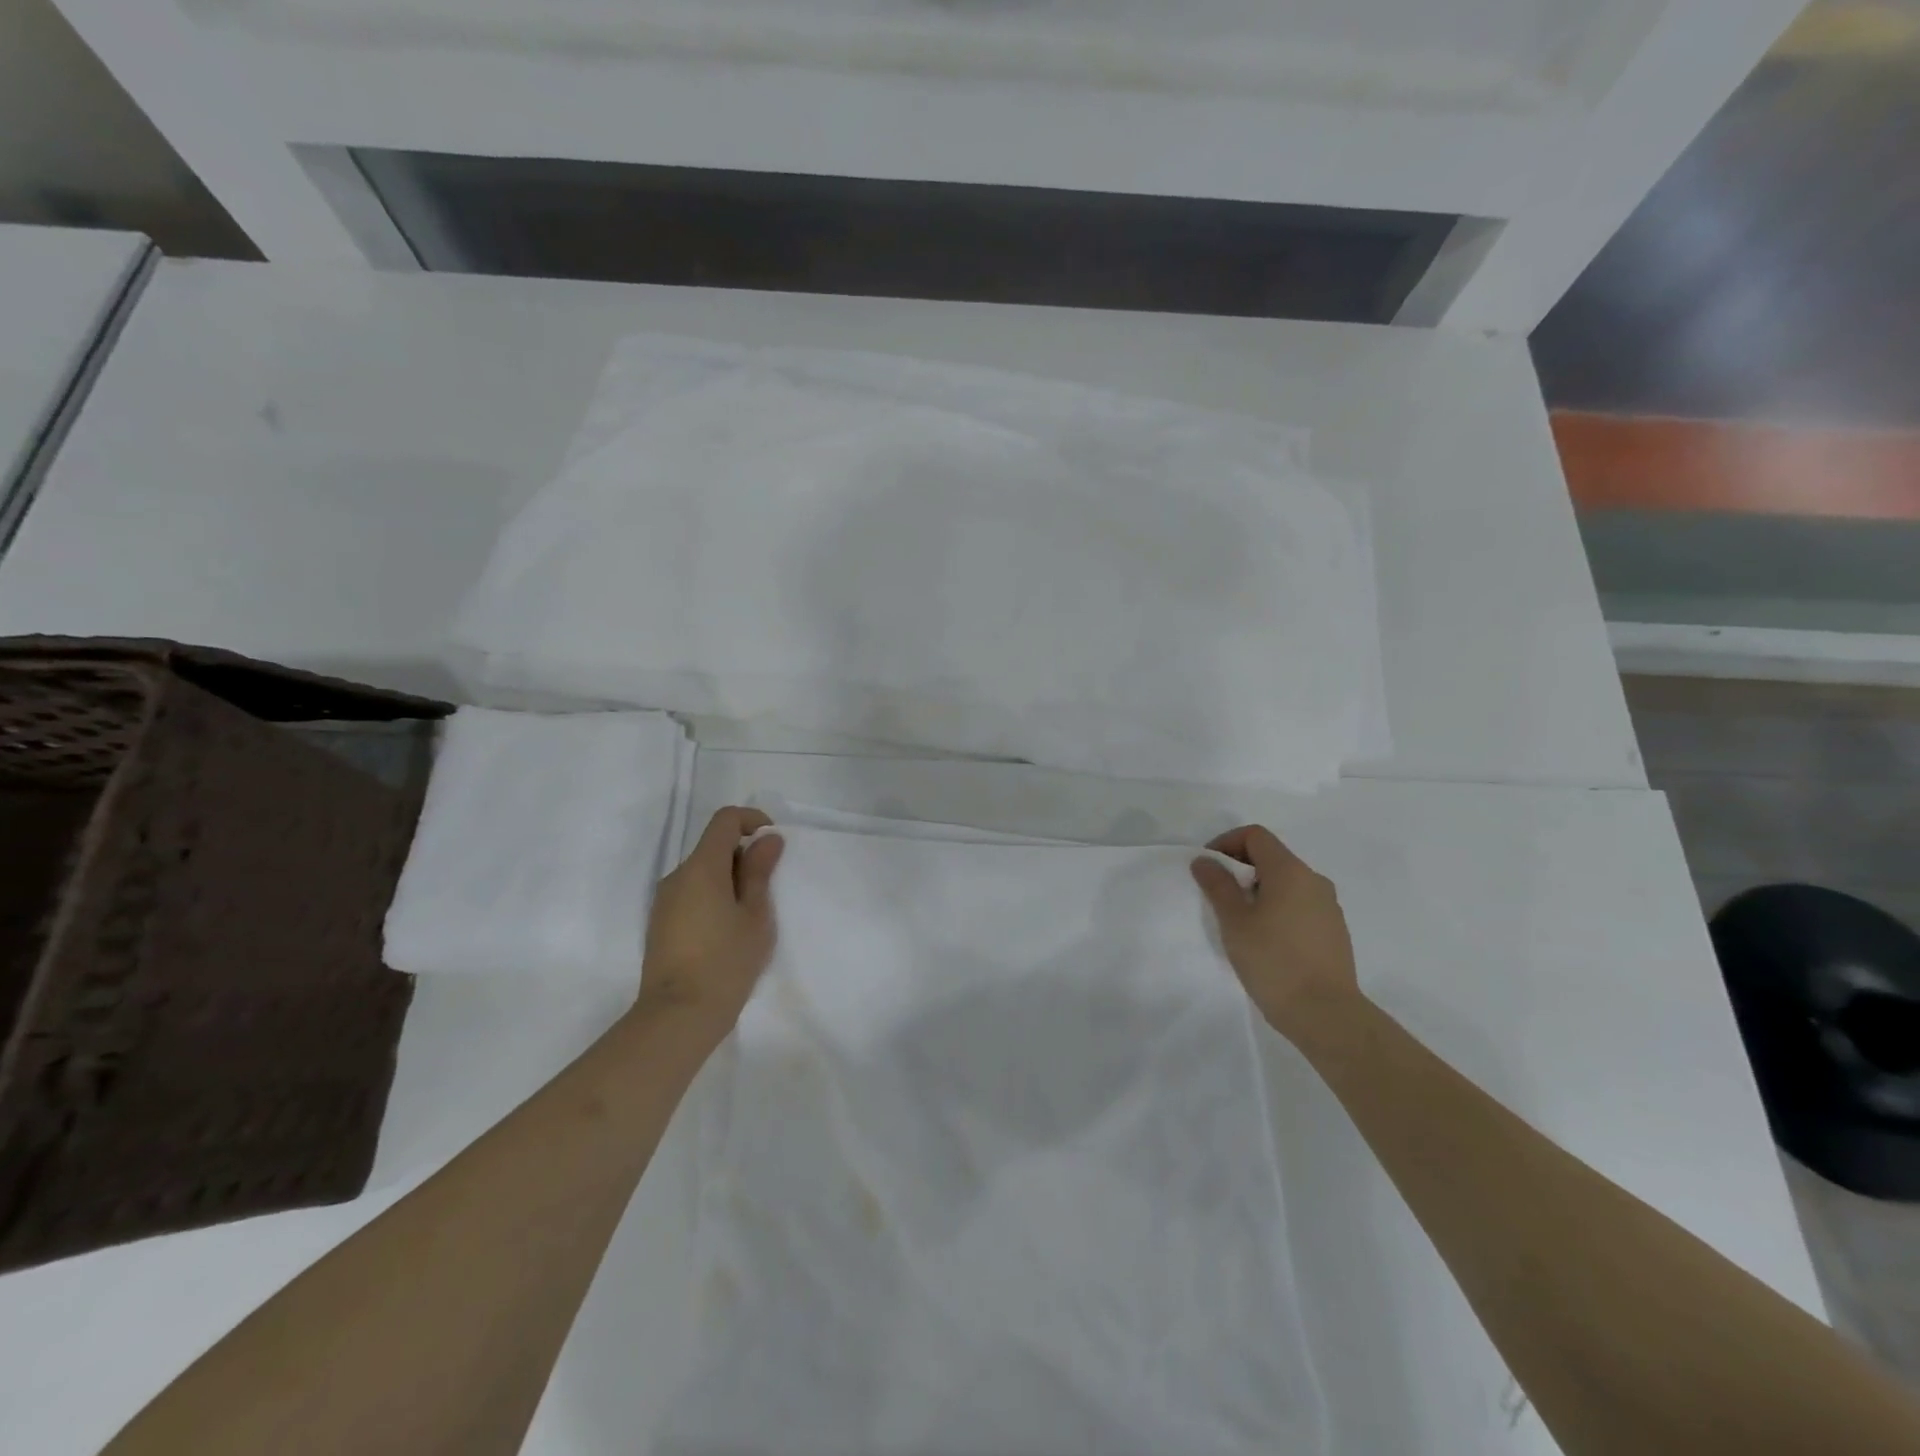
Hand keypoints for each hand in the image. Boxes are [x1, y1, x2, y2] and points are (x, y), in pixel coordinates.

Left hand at [637, 806, 784, 1037]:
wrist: (677, 1017)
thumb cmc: (726, 962)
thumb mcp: (755, 915)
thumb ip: (760, 872)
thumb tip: (767, 839)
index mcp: (702, 868)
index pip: (725, 820)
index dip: (752, 820)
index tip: (773, 843)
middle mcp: (677, 876)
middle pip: (713, 846)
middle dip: (743, 856)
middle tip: (768, 889)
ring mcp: (664, 901)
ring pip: (702, 872)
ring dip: (729, 879)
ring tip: (750, 916)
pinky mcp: (660, 923)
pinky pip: (691, 894)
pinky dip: (713, 897)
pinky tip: (727, 931)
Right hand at [1192, 825, 1359, 1038]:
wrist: (1325, 1013)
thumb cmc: (1273, 961)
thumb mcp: (1234, 921)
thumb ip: (1217, 885)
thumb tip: (1205, 861)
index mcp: (1290, 871)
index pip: (1255, 836)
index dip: (1226, 843)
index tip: (1209, 868)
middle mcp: (1314, 880)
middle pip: (1272, 857)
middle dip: (1241, 868)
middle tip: (1219, 896)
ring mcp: (1329, 906)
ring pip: (1287, 883)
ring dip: (1259, 890)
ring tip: (1241, 921)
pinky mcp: (1334, 931)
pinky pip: (1300, 905)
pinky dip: (1278, 909)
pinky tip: (1267, 940)